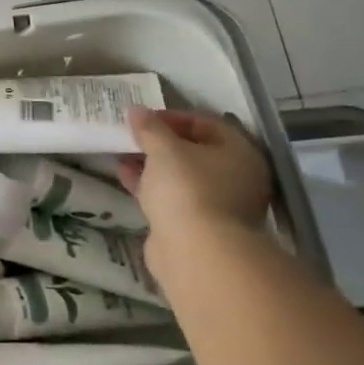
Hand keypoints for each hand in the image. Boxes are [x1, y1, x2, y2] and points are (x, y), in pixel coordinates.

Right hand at [119, 107, 271, 268]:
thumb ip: (149, 127)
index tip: (142, 119)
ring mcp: (220, 205)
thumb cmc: (187, 189)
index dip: (172, 117)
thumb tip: (136, 110)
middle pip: (195, 151)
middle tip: (132, 136)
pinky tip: (125, 176)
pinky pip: (174, 198)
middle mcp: (237, 178)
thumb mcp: (164, 149)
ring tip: (122, 154)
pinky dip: (152, 186)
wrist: (196, 253)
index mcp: (240, 153)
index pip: (206, 123)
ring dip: (153, 165)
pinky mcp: (199, 228)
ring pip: (182, 177)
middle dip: (160, 143)